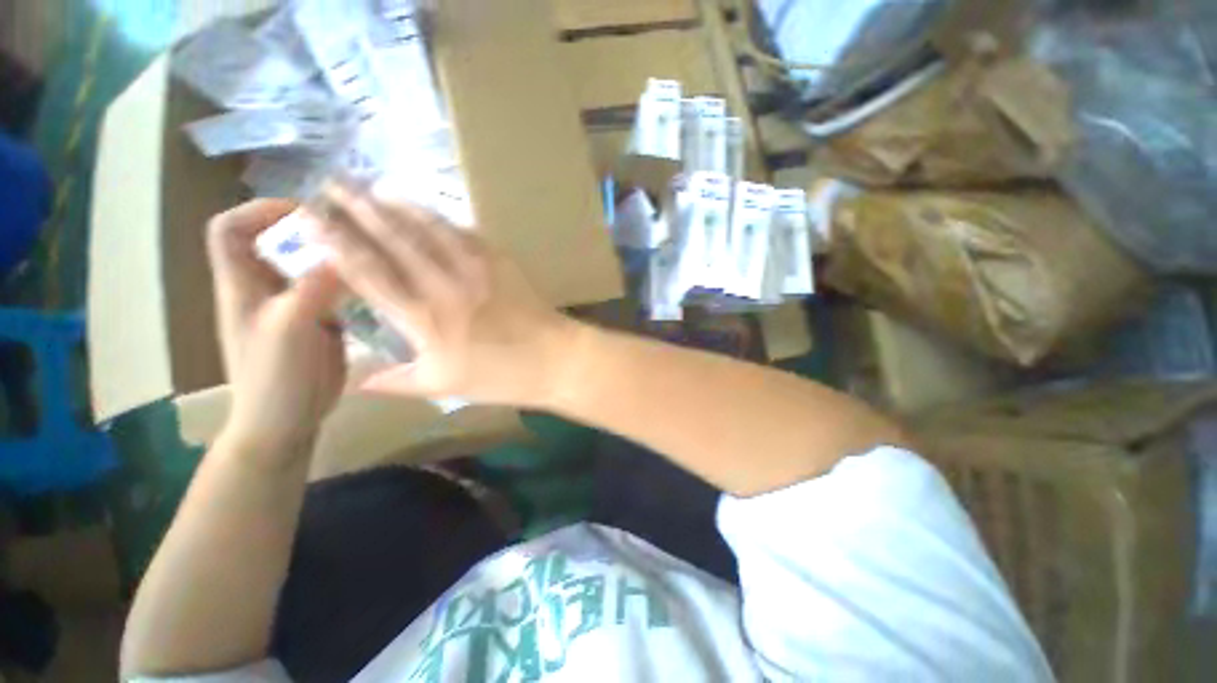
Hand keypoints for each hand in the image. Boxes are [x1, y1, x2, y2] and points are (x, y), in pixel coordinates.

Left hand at [207, 200, 346, 454]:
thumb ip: (312, 288)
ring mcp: (293, 304)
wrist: (288, 419)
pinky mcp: (319, 319)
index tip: (304, 214)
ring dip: (334, 255)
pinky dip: (350, 280)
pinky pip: (332, 289)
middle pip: (276, 242)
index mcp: (241, 285)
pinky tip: (374, 283)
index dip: (259, 211)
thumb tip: (342, 252)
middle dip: (309, 230)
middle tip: (351, 232)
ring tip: (369, 253)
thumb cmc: (274, 377)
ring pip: (309, 265)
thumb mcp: (289, 329)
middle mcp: (264, 288)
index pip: (229, 229)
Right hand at [305, 183, 580, 406]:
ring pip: (426, 228)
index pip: (367, 272)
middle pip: (392, 239)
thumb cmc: (500, 377)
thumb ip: (397, 381)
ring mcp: (474, 268)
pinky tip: (425, 209)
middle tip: (330, 183)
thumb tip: (358, 381)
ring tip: (371, 187)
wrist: (553, 359)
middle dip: (357, 208)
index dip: (334, 242)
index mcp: (422, 319)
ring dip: (396, 204)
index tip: (309, 217)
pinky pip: (463, 233)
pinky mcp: (499, 261)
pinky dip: (440, 218)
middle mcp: (442, 285)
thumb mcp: (444, 385)